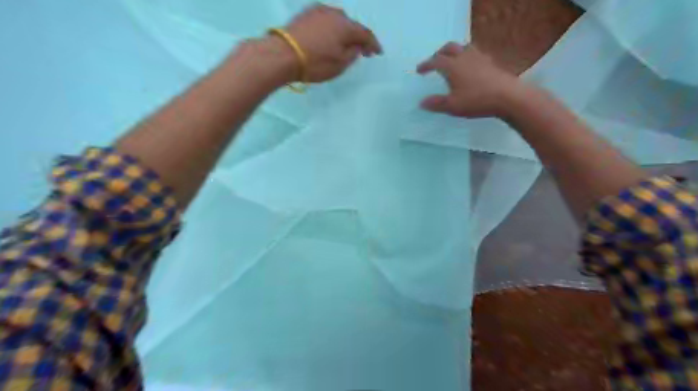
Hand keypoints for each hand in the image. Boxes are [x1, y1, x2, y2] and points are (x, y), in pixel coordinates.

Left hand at [280, 3, 383, 81]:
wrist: (282, 54)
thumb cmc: (315, 63)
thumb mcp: (340, 64)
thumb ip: (353, 54)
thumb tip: (357, 46)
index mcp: (346, 26)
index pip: (365, 34)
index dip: (373, 44)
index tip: (378, 52)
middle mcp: (335, 13)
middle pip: (351, 25)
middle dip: (358, 38)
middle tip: (361, 50)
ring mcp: (318, 11)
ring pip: (337, 21)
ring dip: (343, 32)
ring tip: (344, 44)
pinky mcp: (305, 14)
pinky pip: (325, 20)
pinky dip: (331, 29)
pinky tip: (328, 37)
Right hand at [413, 43, 523, 116]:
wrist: (507, 97)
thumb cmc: (476, 101)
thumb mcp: (452, 106)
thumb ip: (436, 103)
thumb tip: (421, 102)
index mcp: (452, 66)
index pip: (435, 61)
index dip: (426, 65)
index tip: (419, 70)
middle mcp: (464, 57)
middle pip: (449, 48)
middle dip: (439, 53)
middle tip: (435, 61)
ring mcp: (480, 58)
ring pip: (464, 47)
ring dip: (455, 51)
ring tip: (452, 60)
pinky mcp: (491, 62)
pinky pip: (476, 54)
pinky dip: (468, 57)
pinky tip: (470, 66)